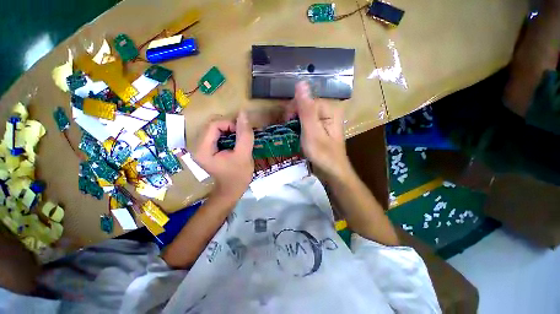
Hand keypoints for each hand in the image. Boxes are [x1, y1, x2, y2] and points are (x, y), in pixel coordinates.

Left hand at [194, 111, 253, 204]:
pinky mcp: (207, 148)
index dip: (229, 124)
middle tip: (241, 135)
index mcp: (203, 149)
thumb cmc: (238, 175)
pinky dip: (227, 133)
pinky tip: (235, 140)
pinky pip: (216, 133)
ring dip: (229, 129)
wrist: (232, 190)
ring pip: (215, 128)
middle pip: (212, 124)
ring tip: (239, 138)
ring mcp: (201, 147)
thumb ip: (244, 135)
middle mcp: (197, 146)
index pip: (213, 125)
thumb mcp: (244, 155)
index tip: (242, 133)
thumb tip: (243, 113)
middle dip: (229, 126)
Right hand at [288, 82, 351, 180]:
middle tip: (290, 129)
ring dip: (296, 121)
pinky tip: (298, 134)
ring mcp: (325, 119)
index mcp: (330, 108)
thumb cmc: (322, 154)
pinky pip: (308, 120)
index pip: (306, 99)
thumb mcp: (312, 131)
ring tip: (293, 133)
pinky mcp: (321, 127)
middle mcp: (329, 110)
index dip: (294, 108)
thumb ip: (306, 109)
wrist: (332, 171)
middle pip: (306, 105)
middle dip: (294, 116)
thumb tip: (300, 82)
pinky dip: (300, 126)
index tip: (286, 121)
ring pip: (305, 113)